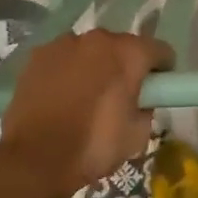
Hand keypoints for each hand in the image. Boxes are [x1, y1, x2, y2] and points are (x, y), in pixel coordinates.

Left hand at [0, 30, 173, 193]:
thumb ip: (146, 108)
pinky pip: (63, 58)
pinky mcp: (38, 55)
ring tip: (85, 97)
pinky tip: (60, 96)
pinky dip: (67, 70)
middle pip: (123, 46)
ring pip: (90, 50)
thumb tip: (139, 100)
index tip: (156, 89)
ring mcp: (64, 43)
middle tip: (120, 96)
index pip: (160, 50)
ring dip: (95, 66)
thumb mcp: (137, 136)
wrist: (34, 159)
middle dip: (126, 66)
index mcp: (128, 54)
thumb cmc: (93, 146)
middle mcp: (98, 39)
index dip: (162, 70)